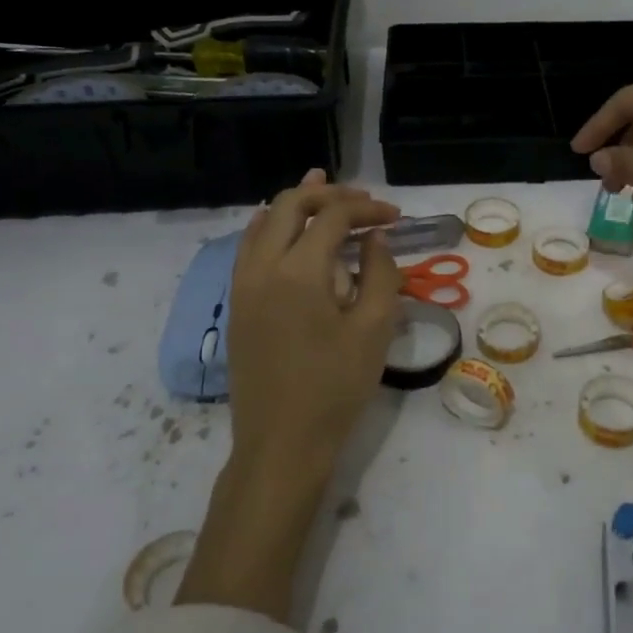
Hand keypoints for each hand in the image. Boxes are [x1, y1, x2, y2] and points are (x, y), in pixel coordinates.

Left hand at [176, 170, 400, 619]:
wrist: (281, 443)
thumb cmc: (336, 387)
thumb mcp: (374, 330)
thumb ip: (381, 273)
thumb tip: (376, 238)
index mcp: (299, 271)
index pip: (333, 217)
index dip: (366, 208)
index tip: (395, 216)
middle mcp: (262, 267)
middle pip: (290, 207)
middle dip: (329, 194)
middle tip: (362, 198)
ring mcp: (242, 285)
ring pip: (263, 222)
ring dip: (296, 205)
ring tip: (322, 190)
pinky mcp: (237, 304)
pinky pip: (250, 247)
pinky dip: (272, 227)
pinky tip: (288, 231)